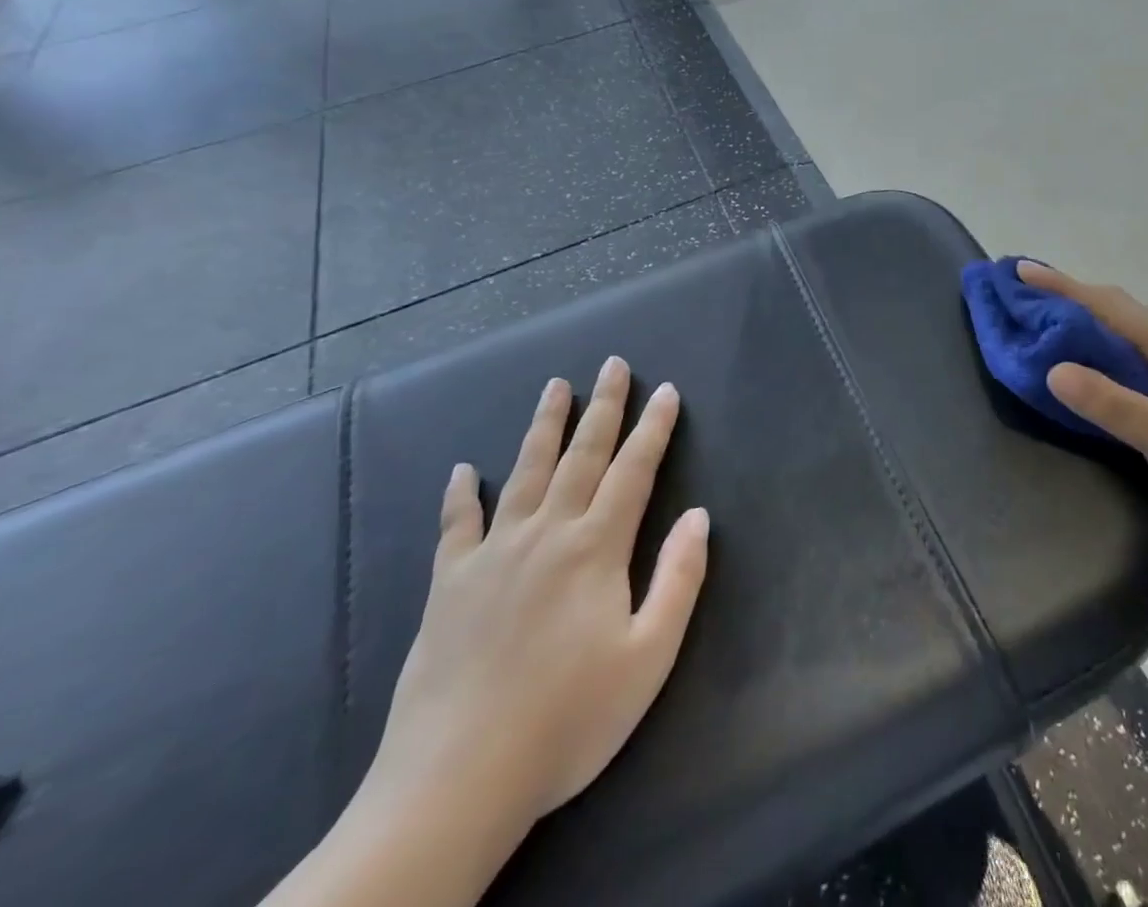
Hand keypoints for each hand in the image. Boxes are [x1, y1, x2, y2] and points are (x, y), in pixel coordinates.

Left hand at [363, 358, 710, 853]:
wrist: (457, 781)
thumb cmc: (568, 720)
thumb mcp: (649, 657)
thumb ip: (678, 579)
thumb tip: (699, 516)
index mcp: (596, 548)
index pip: (634, 470)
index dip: (654, 427)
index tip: (666, 390)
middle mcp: (547, 533)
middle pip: (582, 455)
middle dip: (604, 406)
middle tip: (613, 364)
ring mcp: (493, 554)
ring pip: (524, 472)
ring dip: (543, 426)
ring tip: (554, 387)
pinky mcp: (449, 585)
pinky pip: (456, 526)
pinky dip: (460, 495)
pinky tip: (462, 471)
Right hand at [1017, 261, 1147, 551]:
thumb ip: (1108, 402)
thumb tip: (1052, 369)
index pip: (1109, 307)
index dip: (1063, 287)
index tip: (1020, 271)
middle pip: (1112, 312)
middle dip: (1067, 297)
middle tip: (1023, 291)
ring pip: (1115, 338)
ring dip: (1078, 325)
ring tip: (1038, 321)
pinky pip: (1118, 366)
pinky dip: (1089, 357)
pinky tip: (1072, 369)